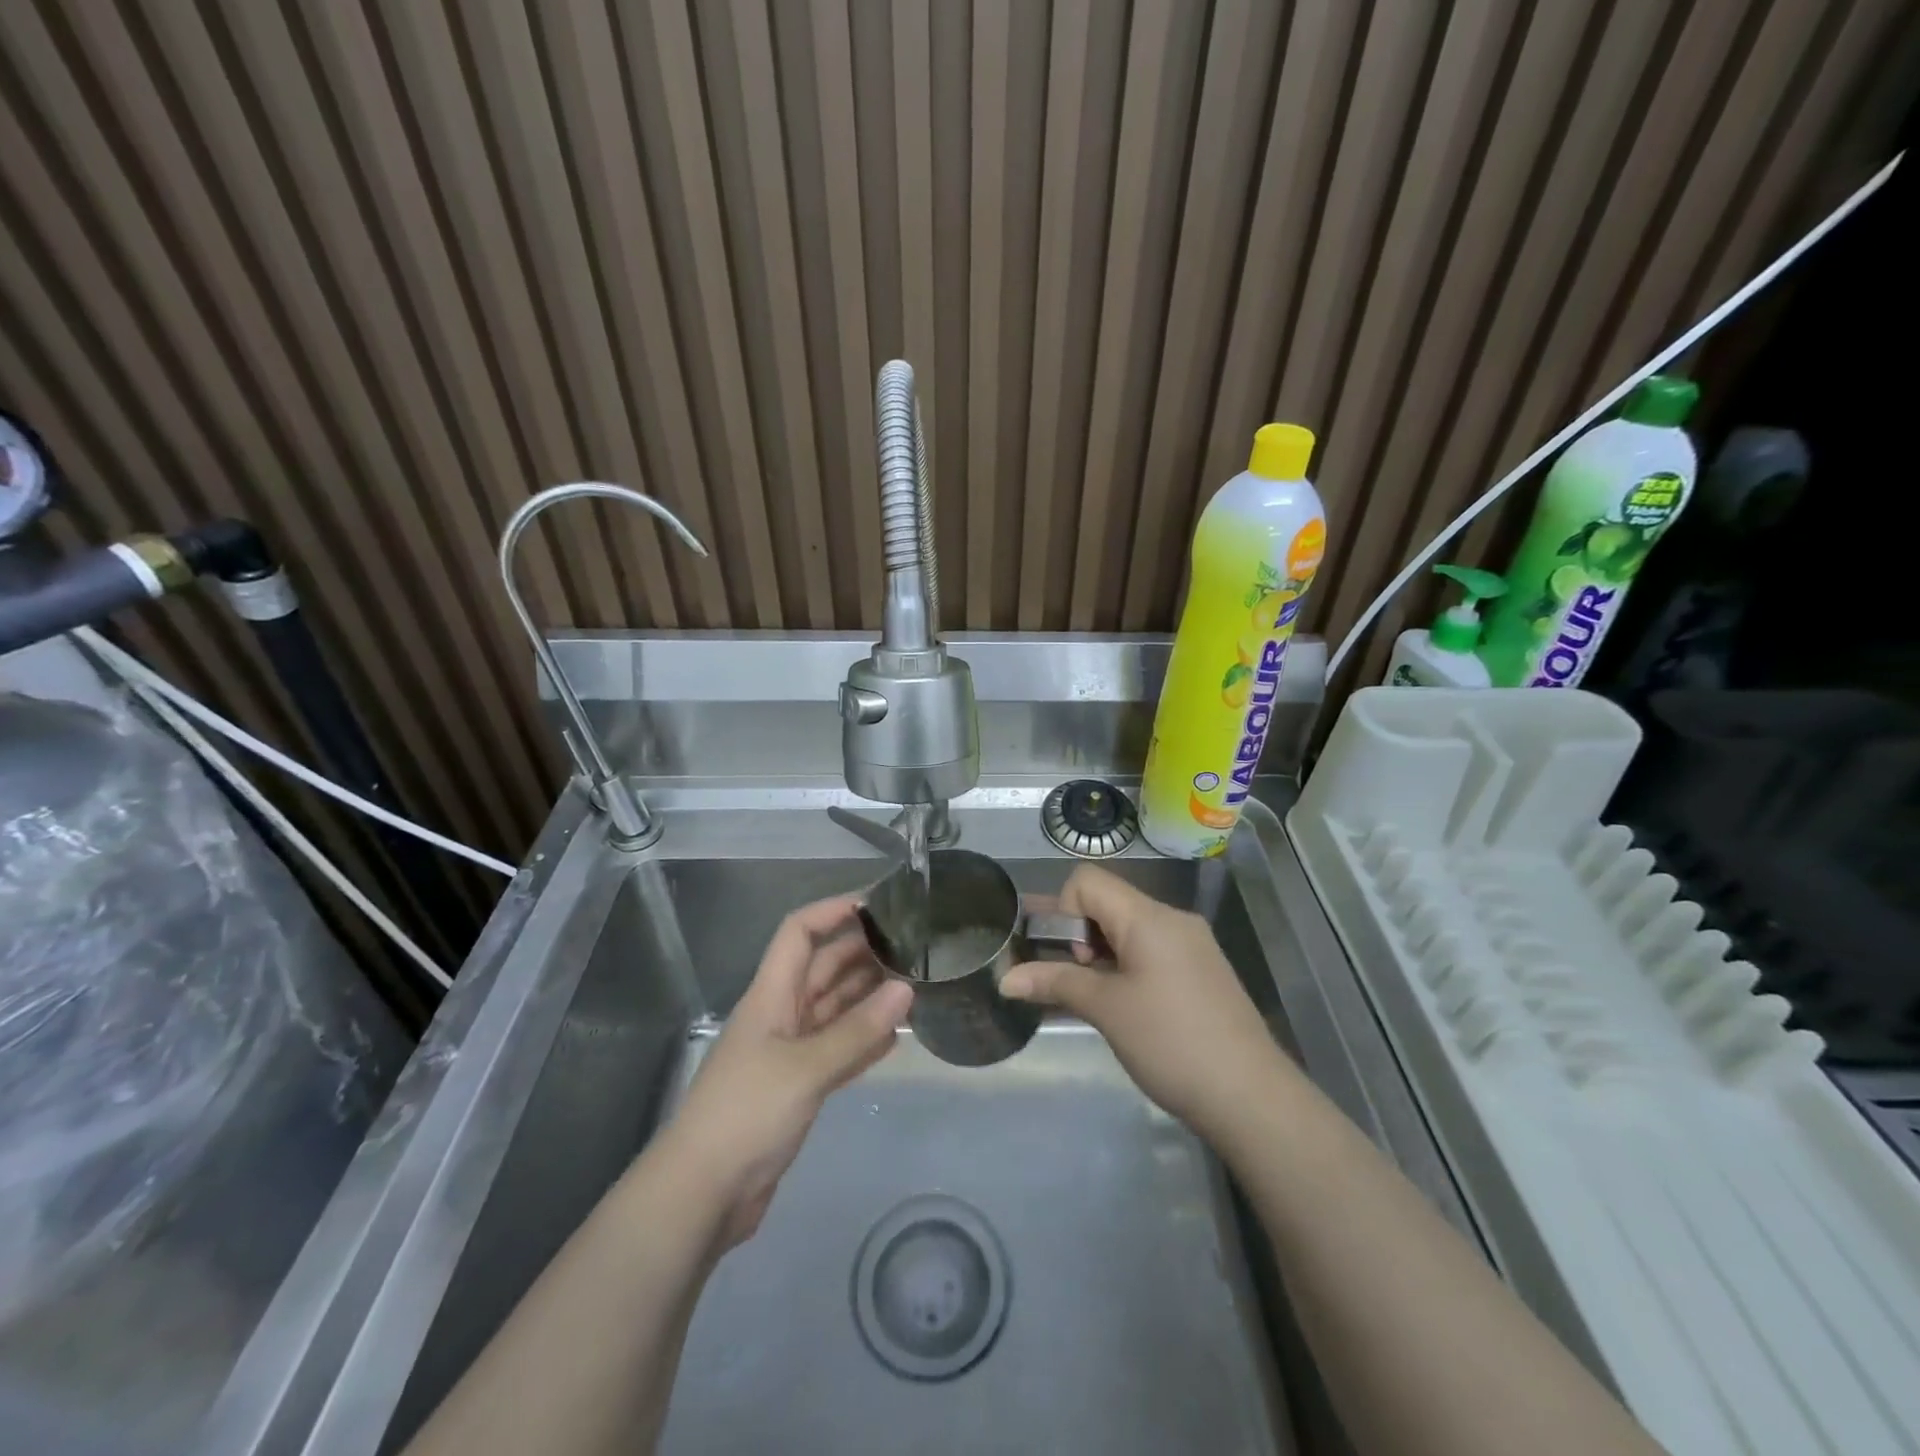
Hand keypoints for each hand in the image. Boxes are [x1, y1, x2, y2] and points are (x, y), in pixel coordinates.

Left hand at [663, 895, 913, 1248]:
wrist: (702, 1194)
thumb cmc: (747, 1113)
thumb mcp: (805, 1068)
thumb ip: (857, 1030)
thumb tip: (905, 989)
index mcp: (771, 995)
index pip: (799, 932)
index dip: (833, 911)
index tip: (878, 905)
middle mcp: (780, 1014)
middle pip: (822, 968)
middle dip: (862, 953)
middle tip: (914, 948)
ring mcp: (788, 1052)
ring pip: (834, 1009)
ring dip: (868, 997)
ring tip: (914, 986)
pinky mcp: (796, 1086)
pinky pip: (837, 1049)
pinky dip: (863, 1040)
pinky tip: (896, 1037)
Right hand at [1001, 865, 1286, 1140]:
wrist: (1251, 1097)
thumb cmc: (1171, 1042)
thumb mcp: (1106, 1010)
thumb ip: (1054, 983)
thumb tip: (1004, 978)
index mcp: (1148, 917)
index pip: (1087, 881)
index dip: (1062, 910)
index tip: (1067, 958)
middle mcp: (1171, 920)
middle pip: (1107, 903)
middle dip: (1075, 935)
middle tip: (1063, 979)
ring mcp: (1190, 946)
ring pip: (1127, 931)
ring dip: (1098, 956)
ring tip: (1087, 998)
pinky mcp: (1200, 972)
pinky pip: (1149, 953)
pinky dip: (1124, 969)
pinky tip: (1119, 1007)